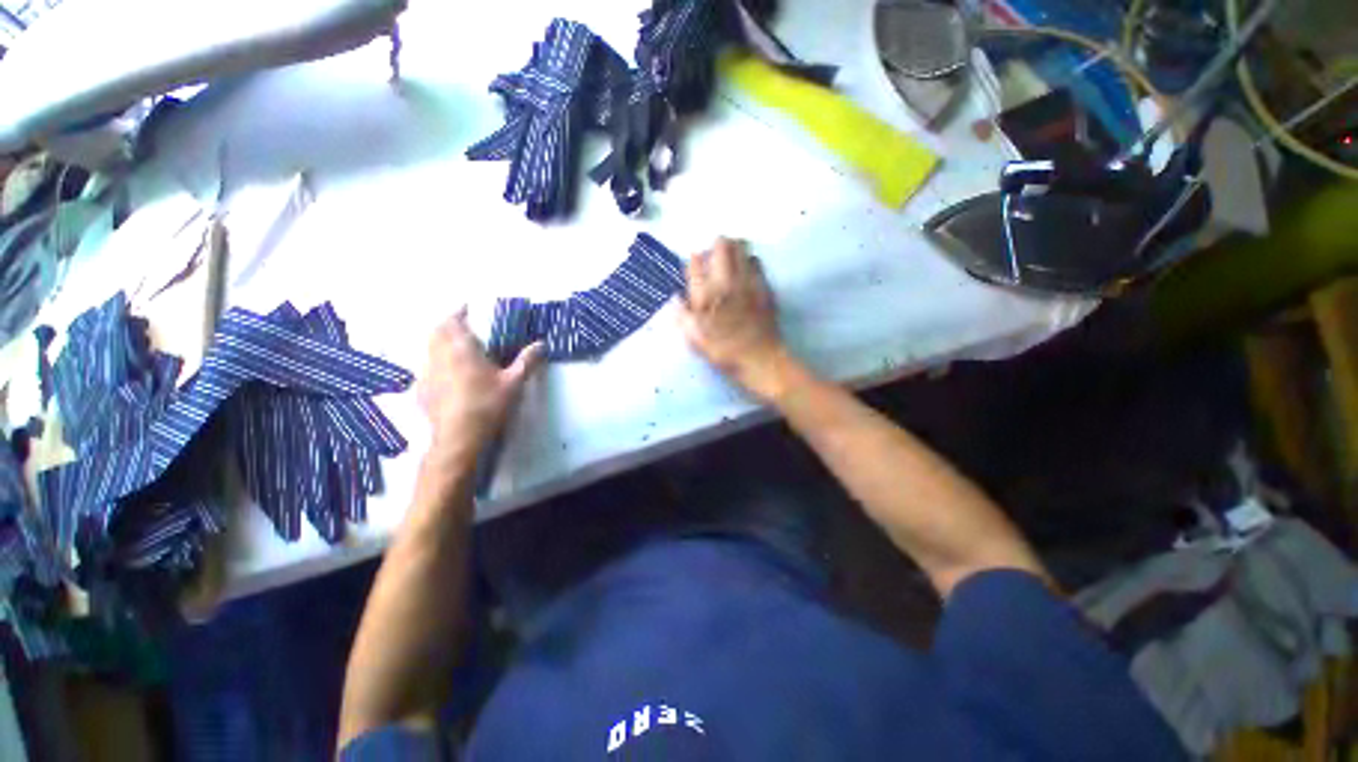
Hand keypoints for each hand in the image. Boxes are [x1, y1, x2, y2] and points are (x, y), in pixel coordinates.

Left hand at [417, 308, 542, 463]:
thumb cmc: (488, 405)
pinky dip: (436, 362)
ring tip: (455, 347)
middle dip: (447, 325)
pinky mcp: (422, 390)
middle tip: (461, 325)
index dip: (459, 312)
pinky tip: (447, 374)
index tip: (466, 308)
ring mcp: (427, 373)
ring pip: (429, 349)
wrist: (459, 438)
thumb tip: (541, 344)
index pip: (453, 322)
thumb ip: (527, 361)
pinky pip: (427, 367)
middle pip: (436, 332)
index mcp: (461, 350)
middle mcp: (439, 357)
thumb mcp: (514, 383)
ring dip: (439, 342)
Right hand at [679, 238, 790, 399]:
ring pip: (742, 247)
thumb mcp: (694, 339)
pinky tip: (745, 275)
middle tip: (713, 258)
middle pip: (722, 244)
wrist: (759, 360)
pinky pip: (757, 261)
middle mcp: (726, 281)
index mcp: (705, 295)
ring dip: (733, 251)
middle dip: (715, 246)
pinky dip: (749, 262)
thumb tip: (677, 297)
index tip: (694, 269)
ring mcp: (748, 281)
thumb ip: (682, 315)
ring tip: (730, 263)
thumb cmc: (723, 352)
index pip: (694, 261)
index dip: (693, 262)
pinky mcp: (764, 286)